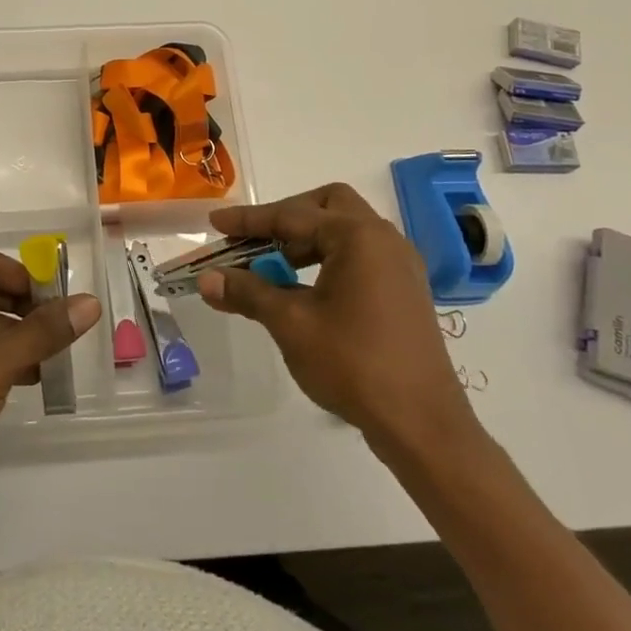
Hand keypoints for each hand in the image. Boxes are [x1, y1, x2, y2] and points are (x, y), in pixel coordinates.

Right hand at [198, 183, 482, 465]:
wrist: (423, 424)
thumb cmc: (353, 364)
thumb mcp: (290, 324)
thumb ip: (248, 292)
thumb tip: (207, 278)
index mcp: (357, 236)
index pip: (291, 216)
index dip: (248, 220)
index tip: (215, 223)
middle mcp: (383, 239)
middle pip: (327, 206)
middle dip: (286, 218)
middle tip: (255, 242)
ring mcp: (400, 265)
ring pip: (345, 231)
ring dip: (306, 240)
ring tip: (276, 270)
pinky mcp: (405, 290)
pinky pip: (360, 255)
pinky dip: (328, 259)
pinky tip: (307, 291)